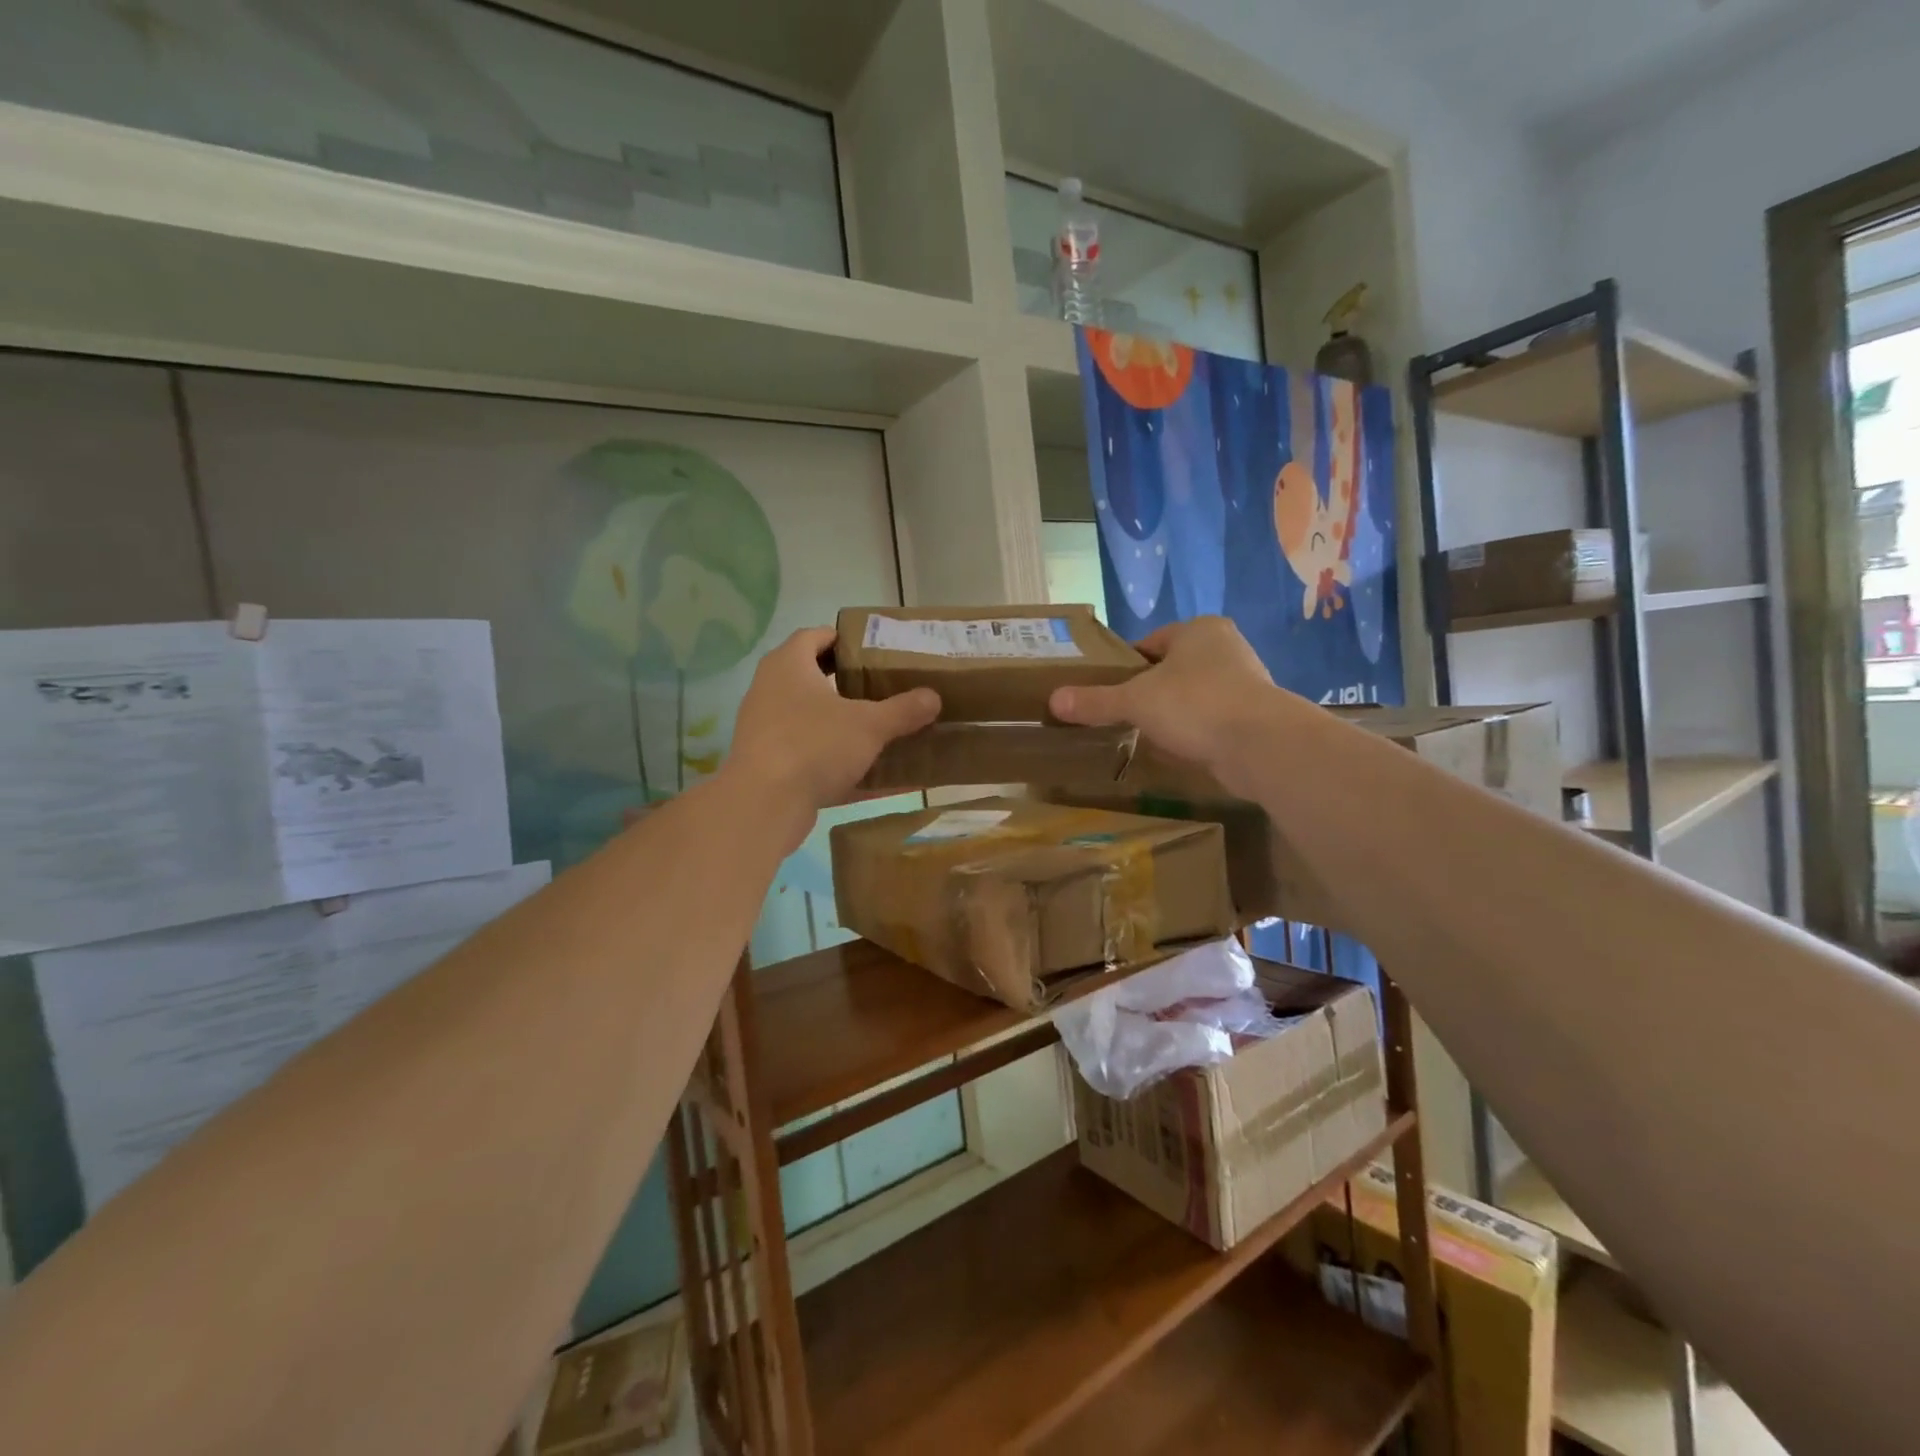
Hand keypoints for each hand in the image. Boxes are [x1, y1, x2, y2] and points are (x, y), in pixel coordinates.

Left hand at [724, 627, 939, 835]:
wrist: (764, 804)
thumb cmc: (815, 746)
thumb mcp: (869, 726)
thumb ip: (903, 710)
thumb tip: (934, 697)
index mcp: (789, 665)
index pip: (815, 636)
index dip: (843, 640)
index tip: (873, 650)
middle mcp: (770, 689)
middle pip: (810, 675)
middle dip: (846, 682)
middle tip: (881, 687)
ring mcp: (765, 727)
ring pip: (808, 716)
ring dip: (840, 720)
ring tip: (876, 726)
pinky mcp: (767, 762)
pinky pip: (808, 752)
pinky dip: (834, 757)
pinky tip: (867, 774)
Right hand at [1048, 617, 1283, 791]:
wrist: (1260, 745)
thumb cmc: (1195, 704)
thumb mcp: (1135, 701)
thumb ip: (1096, 701)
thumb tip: (1053, 700)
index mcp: (1198, 630)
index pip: (1150, 642)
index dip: (1125, 665)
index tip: (1108, 690)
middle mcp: (1225, 648)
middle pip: (1172, 669)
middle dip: (1149, 691)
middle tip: (1123, 715)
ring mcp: (1244, 682)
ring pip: (1192, 696)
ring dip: (1172, 714)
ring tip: (1146, 735)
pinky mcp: (1253, 716)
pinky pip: (1210, 721)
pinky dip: (1193, 733)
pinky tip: (1177, 751)